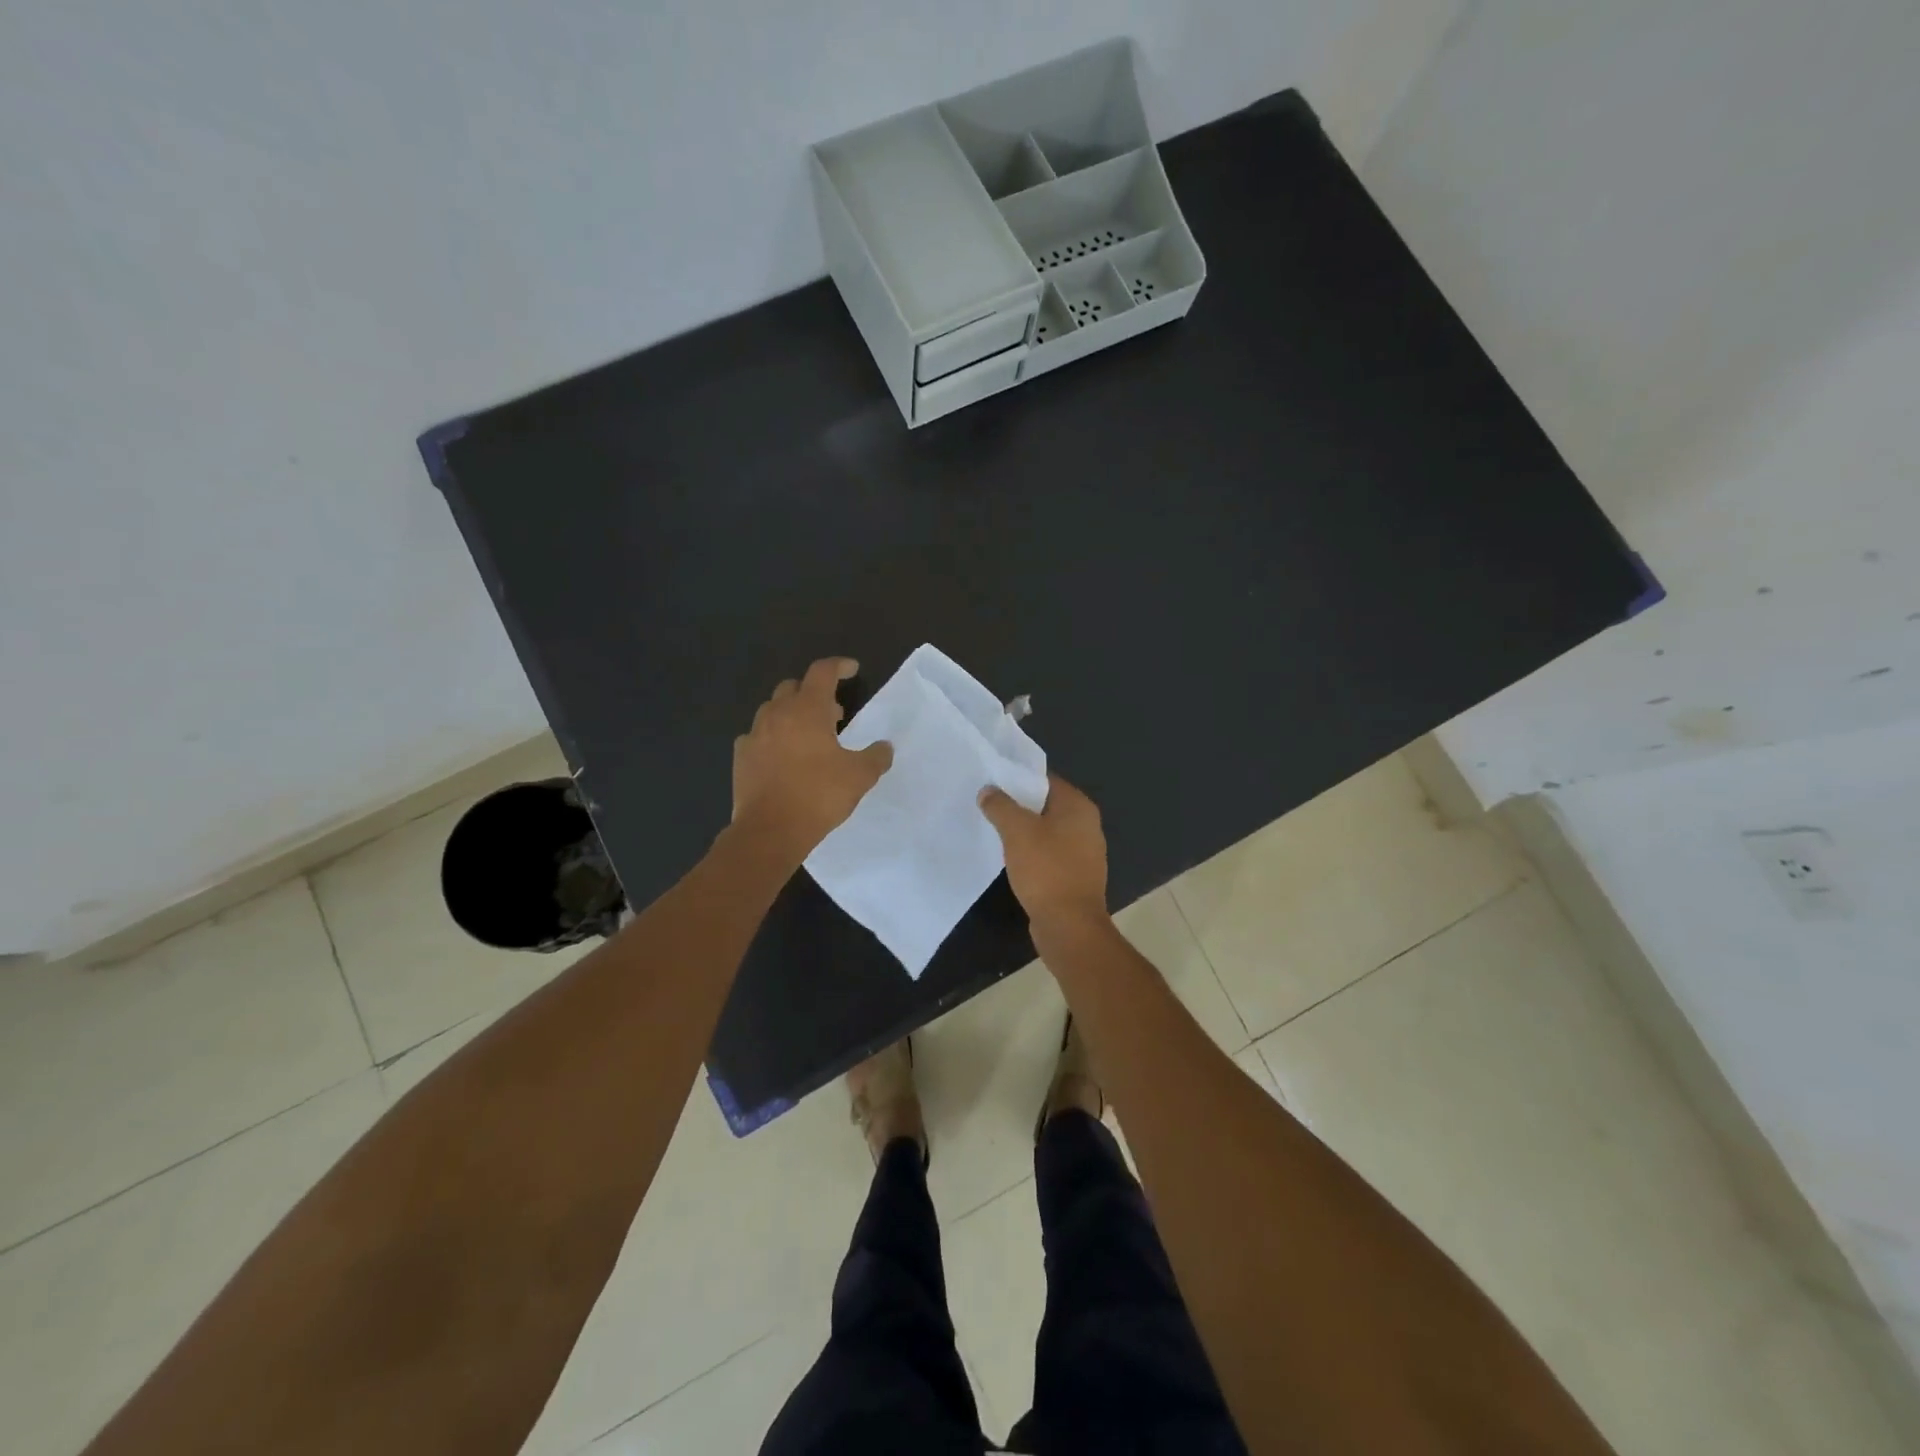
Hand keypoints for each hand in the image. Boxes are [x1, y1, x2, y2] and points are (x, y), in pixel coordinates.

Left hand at [732, 658, 892, 863]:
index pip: (822, 672)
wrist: (770, 830)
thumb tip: (885, 747)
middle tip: (834, 714)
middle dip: (814, 693)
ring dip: (791, 713)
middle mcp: (777, 713)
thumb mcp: (859, 777)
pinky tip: (782, 756)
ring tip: (808, 736)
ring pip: (772, 709)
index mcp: (808, 710)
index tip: (852, 670)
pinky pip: (757, 735)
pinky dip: (772, 737)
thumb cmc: (818, 795)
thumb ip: (876, 757)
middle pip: (793, 687)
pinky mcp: (741, 756)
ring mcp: (754, 734)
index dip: (839, 666)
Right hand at [978, 774, 1108, 927]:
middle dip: (1018, 805)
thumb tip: (988, 790)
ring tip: (994, 829)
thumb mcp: (1017, 831)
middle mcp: (1087, 824)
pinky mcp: (1075, 875)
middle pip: (1046, 805)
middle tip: (988, 804)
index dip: (1018, 778)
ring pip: (1047, 831)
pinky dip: (1032, 852)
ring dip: (1024, 831)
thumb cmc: (1046, 870)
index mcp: (1078, 806)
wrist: (1069, 925)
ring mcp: (1084, 852)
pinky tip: (1011, 857)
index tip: (992, 782)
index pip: (1045, 780)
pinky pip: (1049, 854)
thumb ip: (1000, 806)